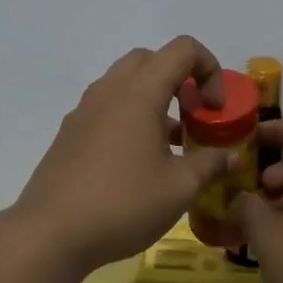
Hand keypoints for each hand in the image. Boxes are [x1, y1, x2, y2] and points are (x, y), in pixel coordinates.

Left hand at [14, 36, 236, 272]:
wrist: (51, 233)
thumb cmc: (123, 203)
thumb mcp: (179, 188)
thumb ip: (210, 164)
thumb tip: (232, 156)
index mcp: (139, 92)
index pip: (182, 49)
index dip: (209, 69)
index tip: (214, 109)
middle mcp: (109, 90)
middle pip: (150, 59)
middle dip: (179, 78)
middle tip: (193, 116)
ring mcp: (84, 110)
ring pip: (125, 83)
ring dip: (153, 99)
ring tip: (170, 143)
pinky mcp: (69, 133)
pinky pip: (106, 107)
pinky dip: (129, 116)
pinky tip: (137, 162)